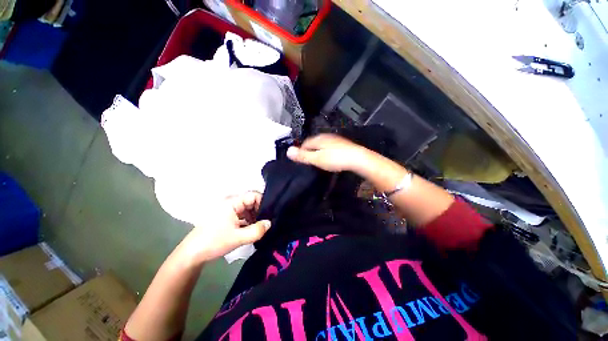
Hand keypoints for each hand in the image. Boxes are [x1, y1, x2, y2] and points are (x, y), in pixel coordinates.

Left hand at [175, 192, 270, 264]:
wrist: (192, 254)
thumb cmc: (214, 242)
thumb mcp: (238, 238)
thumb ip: (257, 230)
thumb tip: (270, 223)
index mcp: (232, 202)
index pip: (253, 195)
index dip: (263, 203)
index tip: (269, 215)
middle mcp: (231, 202)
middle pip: (251, 202)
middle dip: (259, 211)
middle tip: (265, 223)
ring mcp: (228, 209)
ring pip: (247, 209)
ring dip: (254, 217)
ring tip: (259, 227)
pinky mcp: (226, 217)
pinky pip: (241, 214)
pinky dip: (248, 220)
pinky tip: (250, 230)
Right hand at [286, 134, 367, 172]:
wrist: (358, 159)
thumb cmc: (336, 159)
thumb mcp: (317, 159)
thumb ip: (303, 155)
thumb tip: (288, 150)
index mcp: (318, 139)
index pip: (305, 143)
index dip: (301, 151)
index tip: (300, 160)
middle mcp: (326, 136)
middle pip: (313, 143)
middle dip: (309, 150)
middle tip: (308, 161)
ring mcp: (335, 140)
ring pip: (321, 145)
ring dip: (318, 151)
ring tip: (318, 161)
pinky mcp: (342, 144)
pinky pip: (329, 147)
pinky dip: (326, 152)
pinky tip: (329, 158)